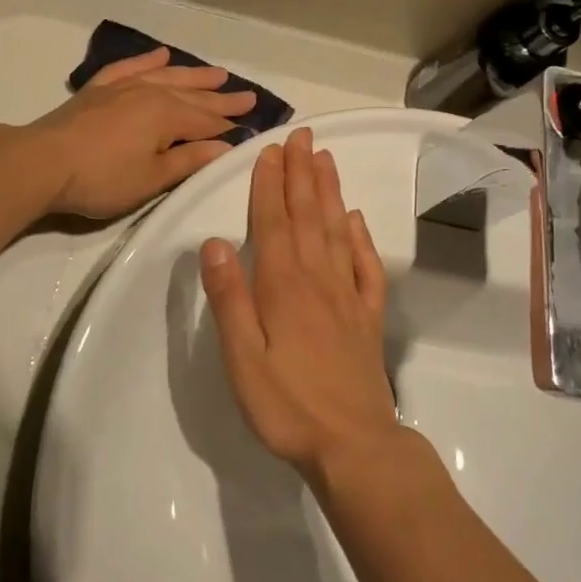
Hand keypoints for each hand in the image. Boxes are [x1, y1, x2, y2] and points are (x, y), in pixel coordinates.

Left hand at [28, 48, 253, 218]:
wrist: (42, 162)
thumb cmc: (102, 178)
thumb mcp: (152, 179)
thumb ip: (189, 161)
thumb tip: (225, 147)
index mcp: (168, 116)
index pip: (208, 122)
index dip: (231, 127)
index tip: (253, 125)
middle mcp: (151, 93)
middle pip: (194, 97)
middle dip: (222, 99)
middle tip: (249, 96)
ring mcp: (123, 87)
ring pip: (167, 76)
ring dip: (194, 75)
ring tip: (218, 73)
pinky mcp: (98, 89)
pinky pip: (130, 67)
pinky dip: (147, 60)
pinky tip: (161, 54)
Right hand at [199, 128, 403, 483]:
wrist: (354, 445)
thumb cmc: (287, 405)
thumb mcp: (242, 358)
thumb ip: (229, 299)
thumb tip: (213, 243)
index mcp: (283, 286)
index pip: (274, 222)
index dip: (270, 185)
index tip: (270, 151)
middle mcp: (318, 279)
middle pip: (309, 215)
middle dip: (302, 173)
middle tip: (303, 136)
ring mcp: (347, 296)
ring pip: (338, 231)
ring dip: (330, 192)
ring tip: (326, 159)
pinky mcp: (367, 317)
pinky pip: (366, 267)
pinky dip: (361, 238)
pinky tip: (357, 220)